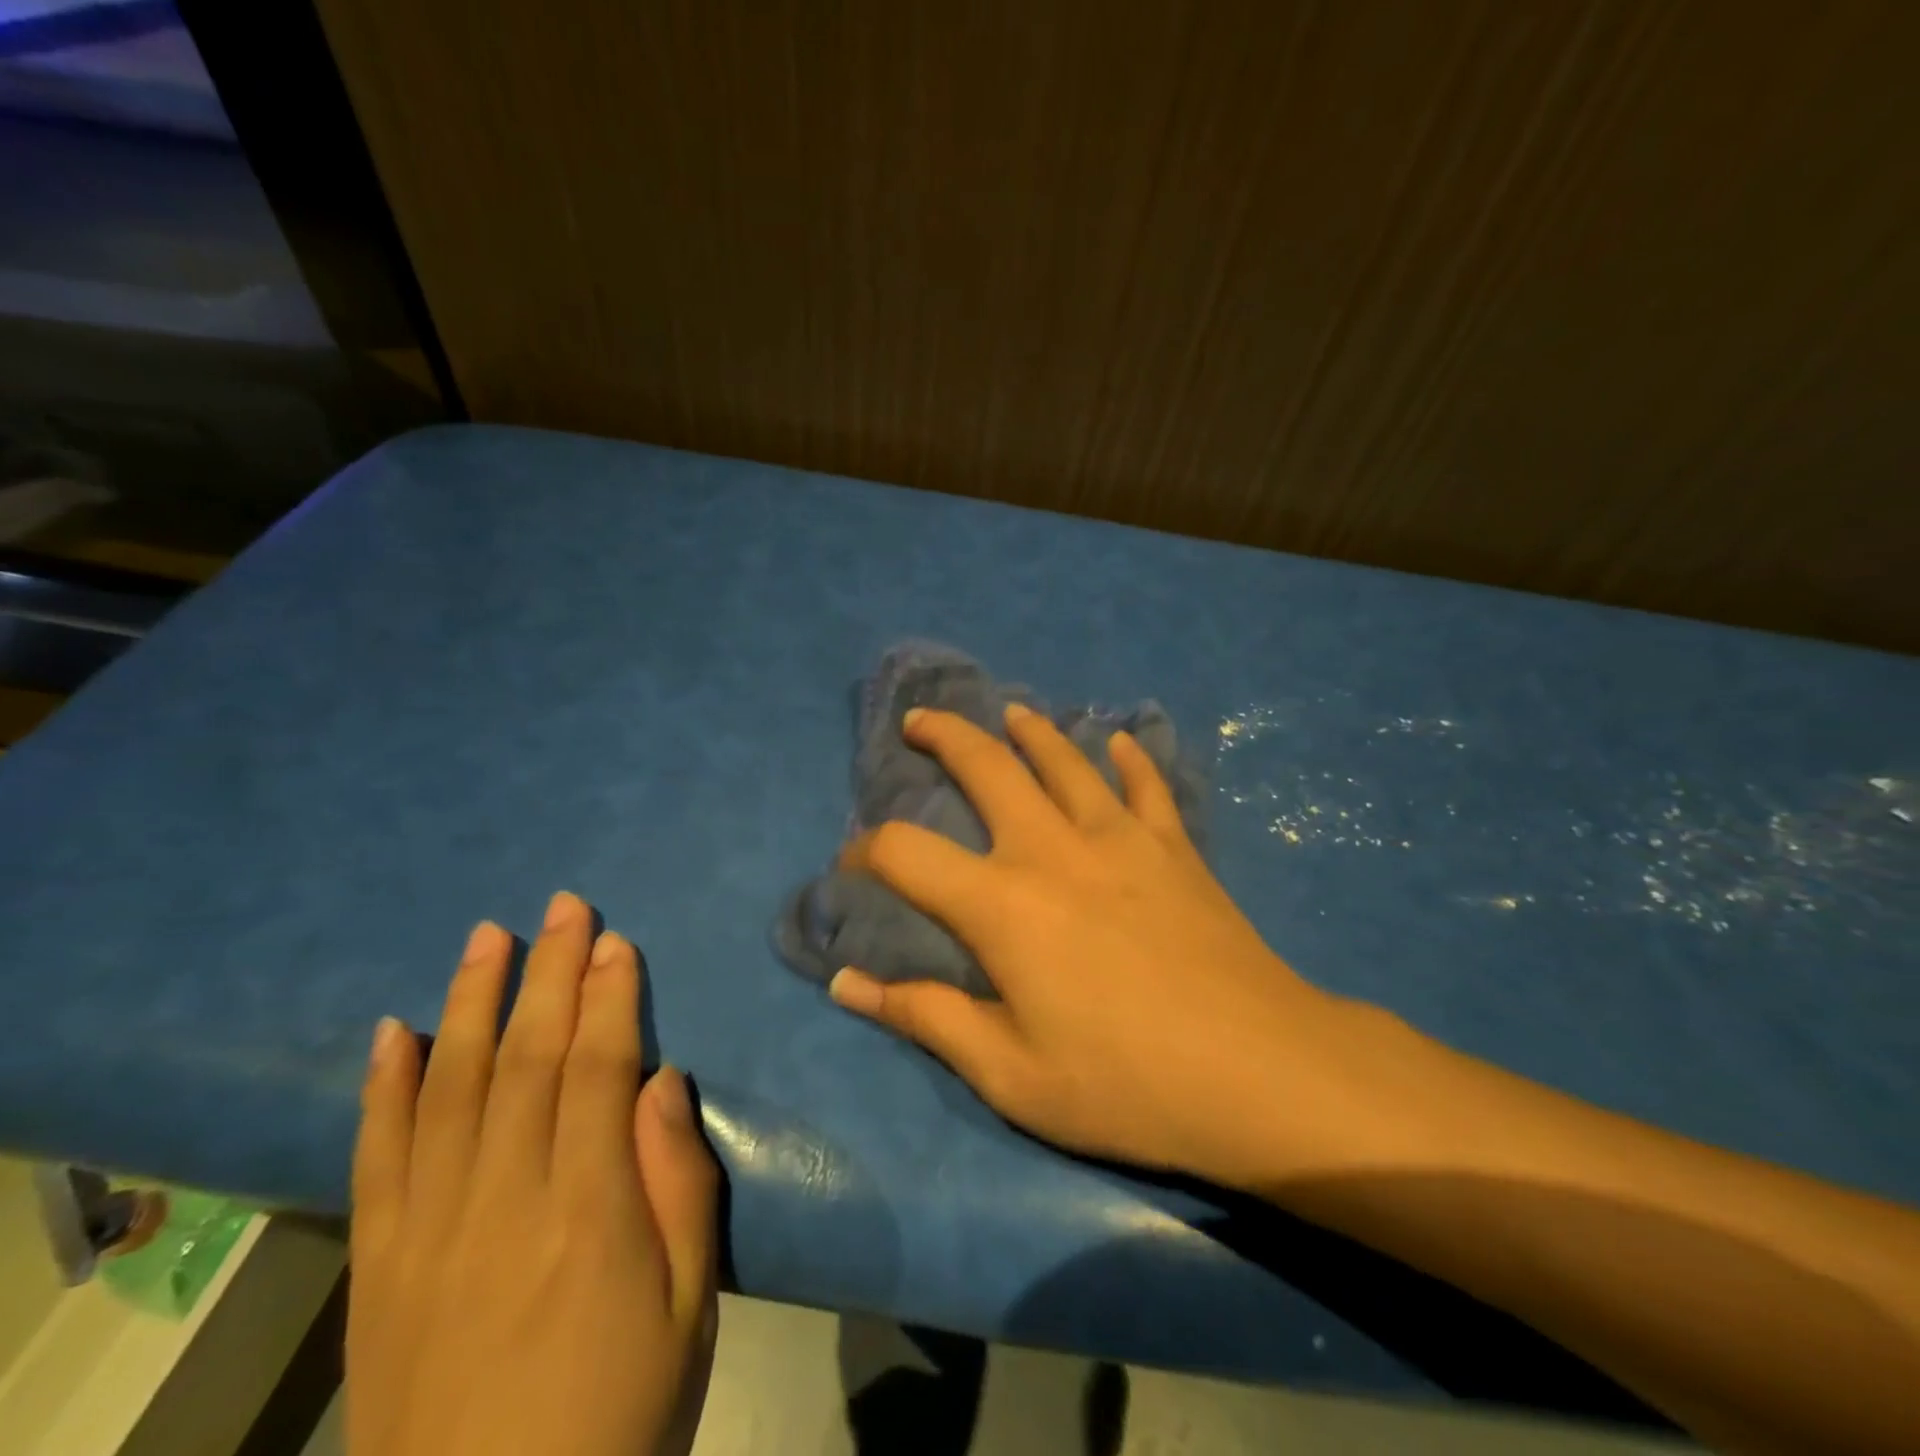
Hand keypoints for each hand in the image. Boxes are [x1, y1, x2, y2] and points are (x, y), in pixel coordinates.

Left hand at [349, 893, 719, 1455]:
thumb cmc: (621, 1411)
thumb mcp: (690, 1305)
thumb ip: (680, 1185)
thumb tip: (663, 1082)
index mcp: (590, 1210)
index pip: (597, 1071)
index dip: (609, 998)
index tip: (614, 941)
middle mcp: (504, 1200)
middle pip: (528, 1060)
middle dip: (550, 974)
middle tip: (563, 906)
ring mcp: (430, 1231)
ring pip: (450, 1088)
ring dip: (472, 1002)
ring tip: (488, 936)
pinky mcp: (379, 1267)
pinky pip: (376, 1160)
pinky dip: (383, 1089)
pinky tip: (394, 1031)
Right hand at [829, 704, 1384, 1188]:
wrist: (1260, 1072)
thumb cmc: (1126, 1083)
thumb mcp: (1011, 1074)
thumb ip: (925, 1018)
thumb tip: (847, 985)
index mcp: (1002, 905)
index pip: (905, 854)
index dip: (864, 851)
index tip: (850, 863)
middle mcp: (1053, 850)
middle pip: (987, 768)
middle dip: (945, 737)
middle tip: (920, 721)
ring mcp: (1121, 838)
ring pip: (1066, 760)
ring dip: (1031, 730)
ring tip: (1011, 712)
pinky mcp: (1174, 847)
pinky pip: (1148, 786)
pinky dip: (1132, 759)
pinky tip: (1123, 742)